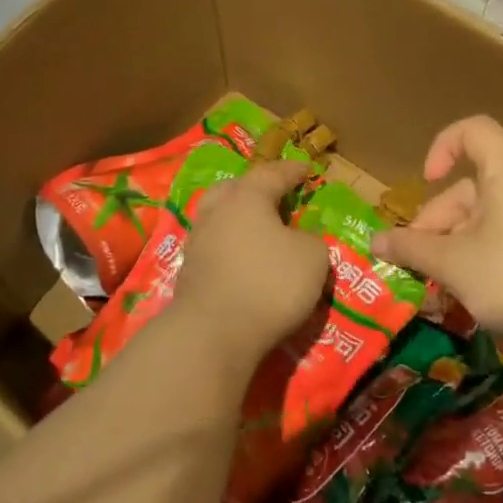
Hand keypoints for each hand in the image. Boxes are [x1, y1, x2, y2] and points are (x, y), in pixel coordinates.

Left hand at [172, 161, 327, 361]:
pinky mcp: (190, 273)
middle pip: (234, 189)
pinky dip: (232, 248)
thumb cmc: (269, 283)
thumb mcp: (313, 258)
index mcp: (247, 197)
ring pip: (220, 219)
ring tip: (261, 231)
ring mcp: (198, 242)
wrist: (213, 334)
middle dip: (254, 189)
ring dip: (240, 221)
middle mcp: (217, 212)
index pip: (272, 173)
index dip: (292, 171)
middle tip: (274, 195)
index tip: (306, 169)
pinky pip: (216, 248)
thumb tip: (299, 240)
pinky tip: (245, 261)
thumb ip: (311, 240)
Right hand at [371, 116, 502, 332]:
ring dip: (451, 241)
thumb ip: (410, 248)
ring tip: (436, 280)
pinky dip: (476, 252)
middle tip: (417, 259)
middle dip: (436, 220)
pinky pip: (501, 235)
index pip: (475, 131)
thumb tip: (375, 243)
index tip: (427, 181)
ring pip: (482, 216)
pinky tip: (463, 286)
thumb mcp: (452, 264)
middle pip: (470, 187)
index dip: (444, 146)